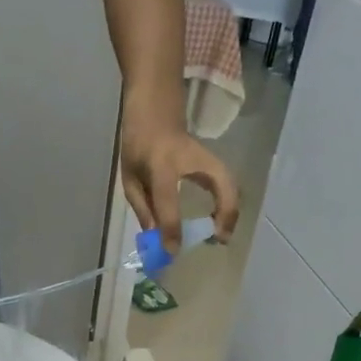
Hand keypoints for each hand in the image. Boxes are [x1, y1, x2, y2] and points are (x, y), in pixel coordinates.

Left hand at [121, 124, 242, 253]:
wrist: (153, 108)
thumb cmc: (137, 143)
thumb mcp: (130, 177)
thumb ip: (143, 208)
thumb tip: (158, 238)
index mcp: (160, 165)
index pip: (168, 200)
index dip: (171, 228)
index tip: (174, 251)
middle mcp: (189, 159)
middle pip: (220, 183)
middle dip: (225, 213)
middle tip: (218, 239)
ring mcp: (206, 156)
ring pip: (230, 182)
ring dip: (231, 211)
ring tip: (221, 234)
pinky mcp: (212, 159)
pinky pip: (227, 183)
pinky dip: (229, 204)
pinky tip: (220, 221)